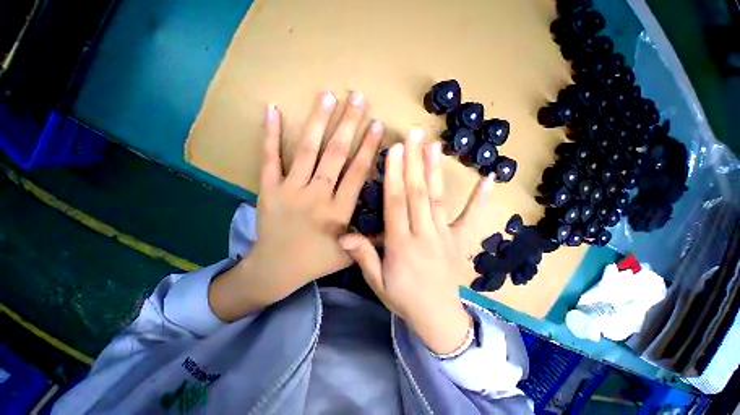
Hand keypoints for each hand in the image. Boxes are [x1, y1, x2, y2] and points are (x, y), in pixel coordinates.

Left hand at [210, 92, 383, 321]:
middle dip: (348, 124)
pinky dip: (270, 134)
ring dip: (319, 121)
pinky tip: (272, 109)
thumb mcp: (349, 255)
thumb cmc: (315, 262)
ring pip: (307, 150)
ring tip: (328, 96)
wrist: (275, 269)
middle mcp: (316, 195)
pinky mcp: (269, 189)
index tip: (377, 124)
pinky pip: (269, 158)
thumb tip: (395, 224)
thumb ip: (371, 239)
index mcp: (337, 211)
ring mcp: (290, 190)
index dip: (368, 147)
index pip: (357, 172)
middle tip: (358, 97)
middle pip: (335, 154)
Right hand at [339, 130, 496, 354]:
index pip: (396, 203)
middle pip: (418, 194)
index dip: (394, 176)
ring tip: (434, 145)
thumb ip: (363, 257)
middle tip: (413, 135)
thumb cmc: (403, 298)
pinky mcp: (461, 241)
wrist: (438, 318)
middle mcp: (424, 235)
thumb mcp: (377, 283)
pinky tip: (488, 179)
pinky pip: (471, 218)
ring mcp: (445, 237)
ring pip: (439, 199)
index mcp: (401, 246)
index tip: (394, 151)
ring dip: (435, 170)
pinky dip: (480, 198)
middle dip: (414, 162)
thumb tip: (343, 237)